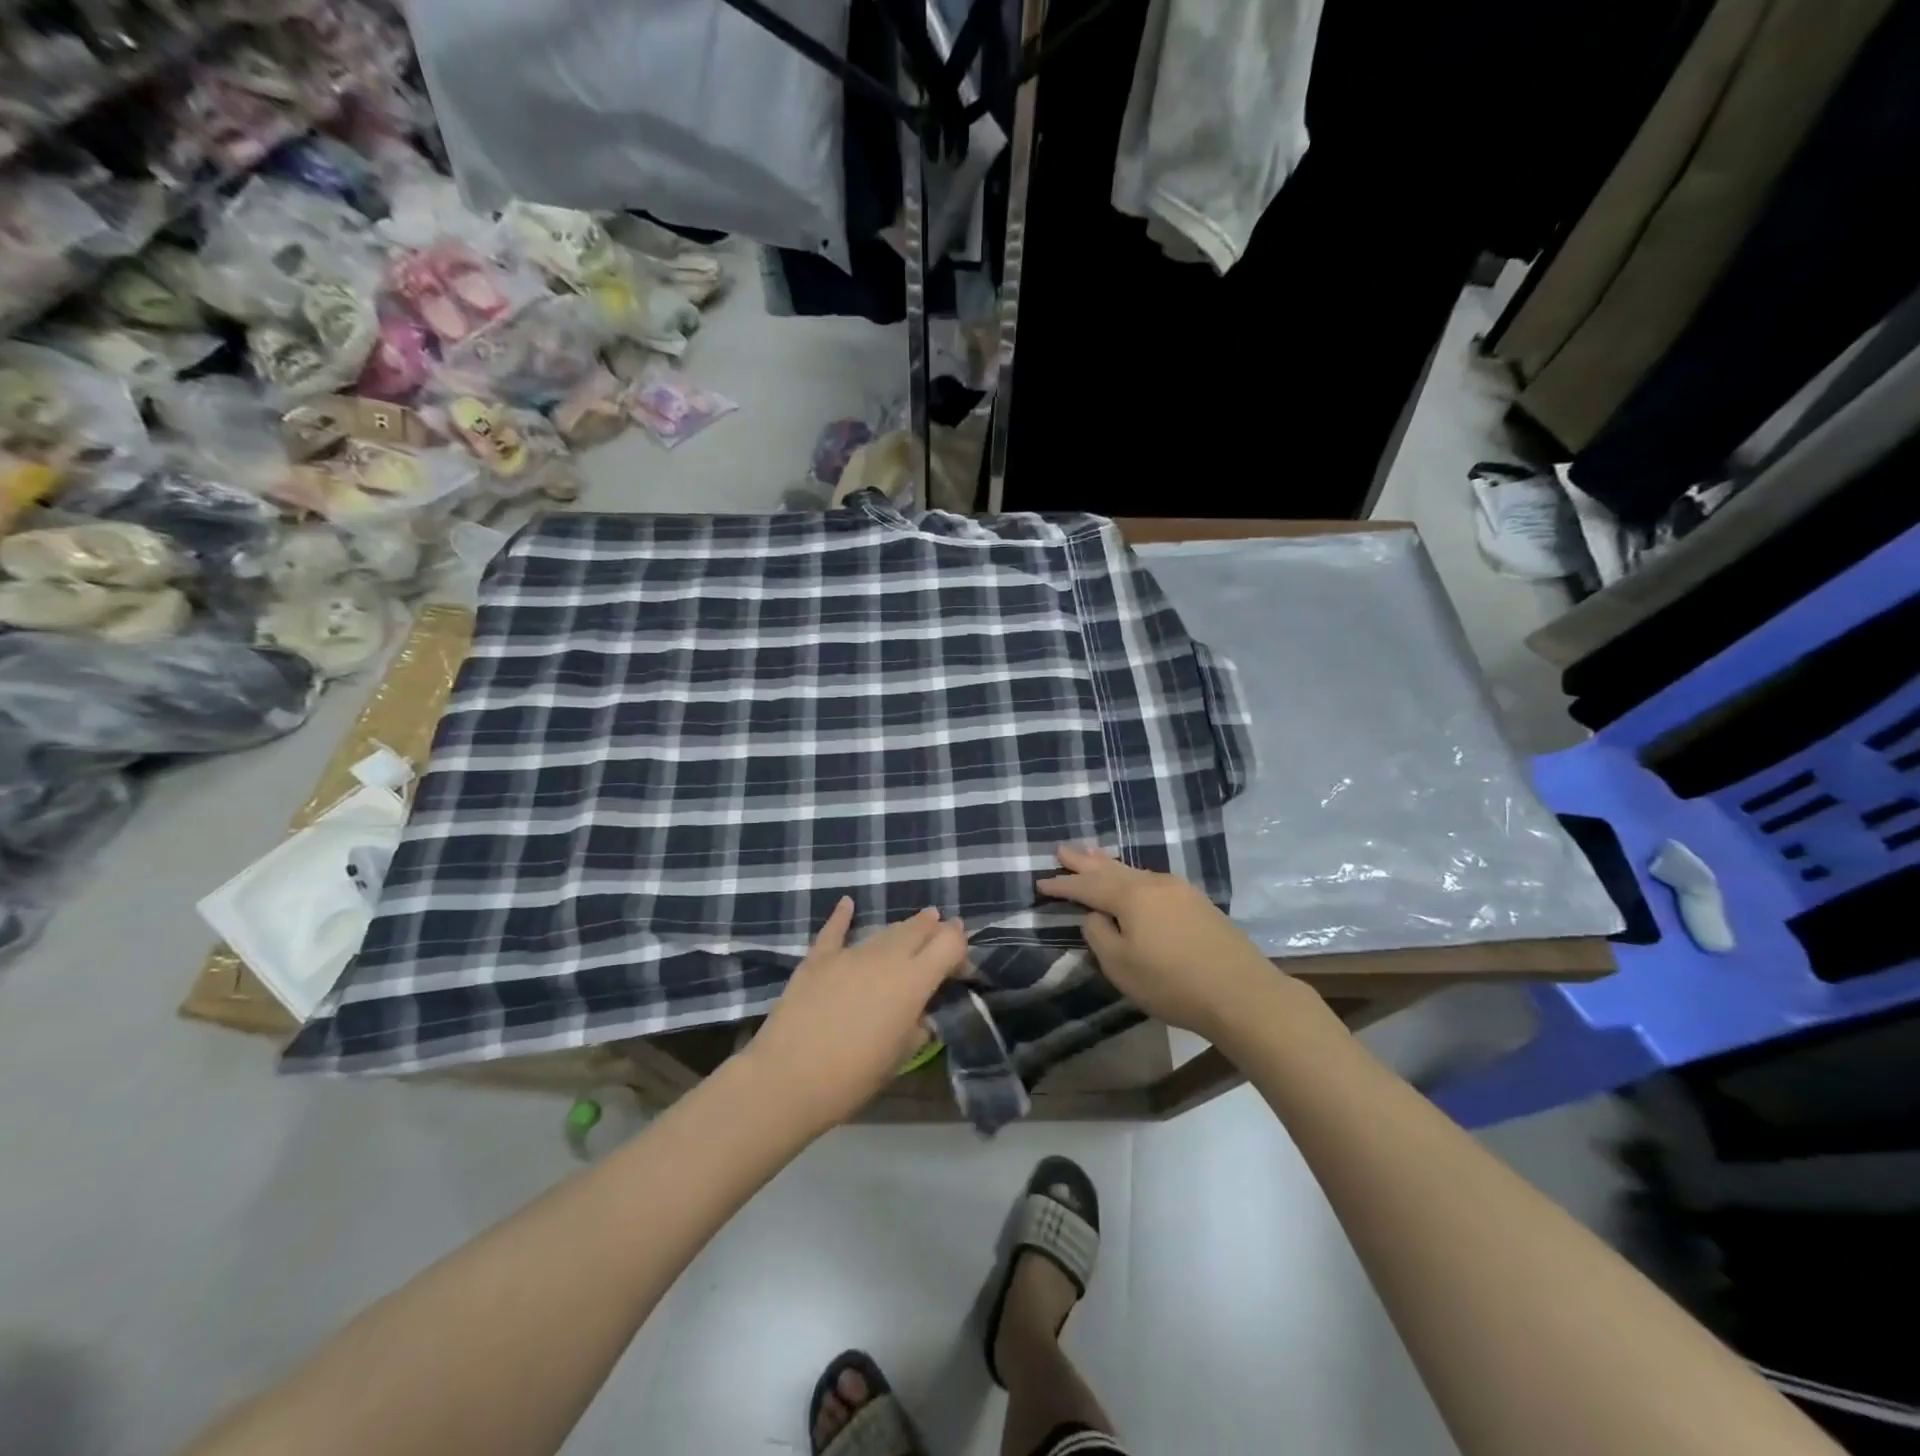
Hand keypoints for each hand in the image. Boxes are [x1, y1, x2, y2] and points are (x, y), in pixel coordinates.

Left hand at [744, 899, 967, 1133]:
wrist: (787, 1078)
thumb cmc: (853, 1077)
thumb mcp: (900, 1057)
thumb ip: (918, 1027)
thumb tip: (921, 1014)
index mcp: (913, 982)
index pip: (949, 943)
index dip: (960, 947)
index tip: (960, 964)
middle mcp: (886, 958)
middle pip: (918, 929)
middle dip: (934, 929)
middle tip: (943, 932)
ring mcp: (849, 955)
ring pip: (884, 932)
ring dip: (902, 929)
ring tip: (914, 925)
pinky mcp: (817, 959)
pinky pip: (834, 931)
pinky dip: (842, 916)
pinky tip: (848, 903)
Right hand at [1037, 845, 1282, 1042]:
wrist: (1241, 992)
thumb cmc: (1172, 982)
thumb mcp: (1121, 966)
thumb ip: (1099, 935)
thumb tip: (1095, 916)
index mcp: (1130, 896)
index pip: (1087, 886)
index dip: (1063, 885)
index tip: (1040, 881)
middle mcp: (1153, 884)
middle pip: (1110, 868)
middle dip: (1084, 861)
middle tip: (1062, 849)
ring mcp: (1179, 890)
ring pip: (1133, 871)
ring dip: (1109, 864)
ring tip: (1093, 855)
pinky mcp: (1197, 903)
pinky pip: (1152, 880)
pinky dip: (1132, 876)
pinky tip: (1132, 879)